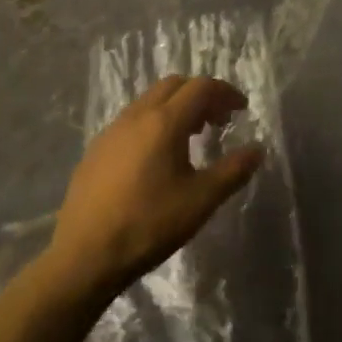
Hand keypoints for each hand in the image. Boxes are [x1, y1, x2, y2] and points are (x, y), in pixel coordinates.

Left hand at [46, 75, 264, 299]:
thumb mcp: (200, 201)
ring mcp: (112, 130)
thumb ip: (233, 171)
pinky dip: (154, 122)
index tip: (242, 109)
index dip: (226, 92)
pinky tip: (157, 157)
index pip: (201, 87)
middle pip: (174, 85)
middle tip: (218, 121)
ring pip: (151, 100)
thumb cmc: (148, 225)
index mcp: (164, 121)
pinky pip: (132, 120)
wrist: (83, 256)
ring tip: (191, 137)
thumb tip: (258, 149)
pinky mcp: (96, 149)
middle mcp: (137, 115)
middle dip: (201, 95)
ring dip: (176, 107)